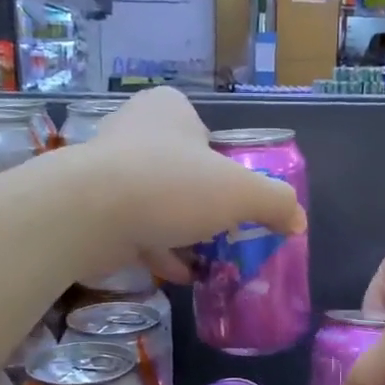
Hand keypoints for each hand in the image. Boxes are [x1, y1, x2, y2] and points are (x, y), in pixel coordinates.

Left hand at [80, 87, 305, 282]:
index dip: (227, 169)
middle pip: (185, 173)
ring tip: (210, 261)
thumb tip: (297, 220)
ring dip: (184, 233)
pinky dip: (160, 250)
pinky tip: (181, 274)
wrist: (87, 214)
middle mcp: (136, 131)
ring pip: (160, 203)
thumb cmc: (170, 187)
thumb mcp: (240, 192)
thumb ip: (275, 202)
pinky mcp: (94, 207)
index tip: (237, 201)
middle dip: (205, 207)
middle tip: (227, 234)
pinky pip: (137, 228)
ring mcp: (110, 170)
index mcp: (169, 110)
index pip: (209, 136)